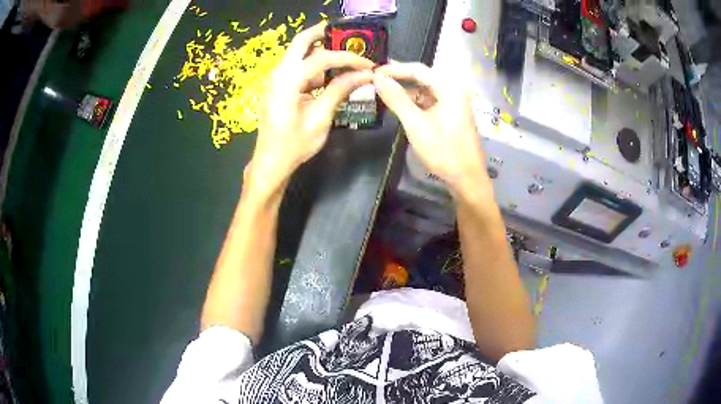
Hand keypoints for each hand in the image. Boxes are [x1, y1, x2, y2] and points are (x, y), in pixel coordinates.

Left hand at [248, 22, 374, 195]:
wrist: (271, 162)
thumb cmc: (294, 144)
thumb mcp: (320, 117)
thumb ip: (340, 90)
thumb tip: (365, 75)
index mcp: (288, 80)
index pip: (322, 57)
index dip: (348, 58)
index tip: (368, 65)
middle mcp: (279, 73)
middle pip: (301, 41)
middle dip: (325, 34)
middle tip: (348, 35)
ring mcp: (277, 79)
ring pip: (300, 53)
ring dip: (321, 52)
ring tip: (346, 58)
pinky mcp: (279, 87)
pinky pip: (298, 68)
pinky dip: (315, 67)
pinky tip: (331, 77)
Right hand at [373, 63, 487, 195]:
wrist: (466, 178)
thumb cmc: (443, 150)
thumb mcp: (415, 123)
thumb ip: (396, 98)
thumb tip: (378, 78)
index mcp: (449, 87)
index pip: (418, 69)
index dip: (394, 69)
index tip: (374, 72)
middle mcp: (454, 90)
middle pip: (423, 77)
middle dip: (400, 78)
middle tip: (376, 81)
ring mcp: (455, 103)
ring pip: (426, 90)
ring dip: (406, 91)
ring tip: (384, 92)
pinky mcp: (452, 114)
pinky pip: (431, 101)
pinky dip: (415, 102)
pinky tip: (400, 105)